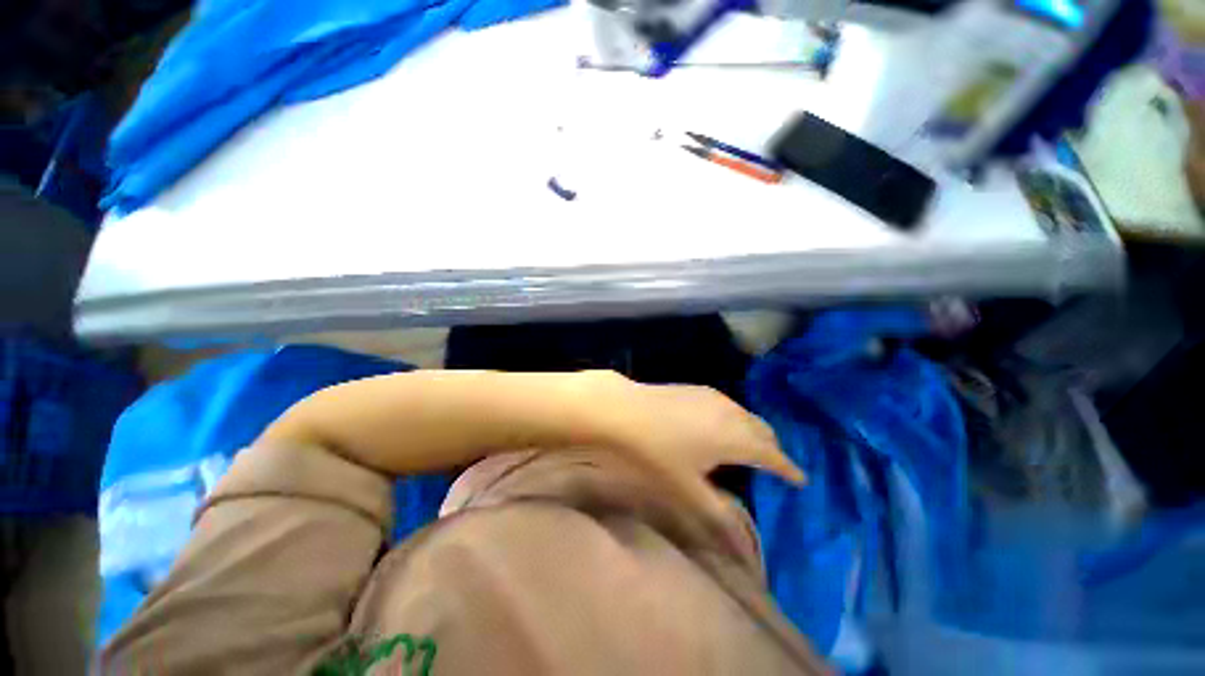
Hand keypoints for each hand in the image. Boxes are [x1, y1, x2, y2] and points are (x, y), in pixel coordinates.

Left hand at [589, 374, 804, 525]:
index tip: (800, 479)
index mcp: (736, 439)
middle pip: (763, 430)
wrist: (625, 410)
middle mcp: (731, 413)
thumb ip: (719, 518)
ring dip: (754, 431)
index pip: (772, 455)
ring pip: (746, 415)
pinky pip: (729, 405)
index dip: (788, 468)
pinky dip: (736, 418)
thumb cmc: (656, 453)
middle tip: (775, 465)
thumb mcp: (688, 491)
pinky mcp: (697, 389)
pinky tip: (722, 426)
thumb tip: (745, 550)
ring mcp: (713, 397)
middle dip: (773, 448)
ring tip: (751, 447)